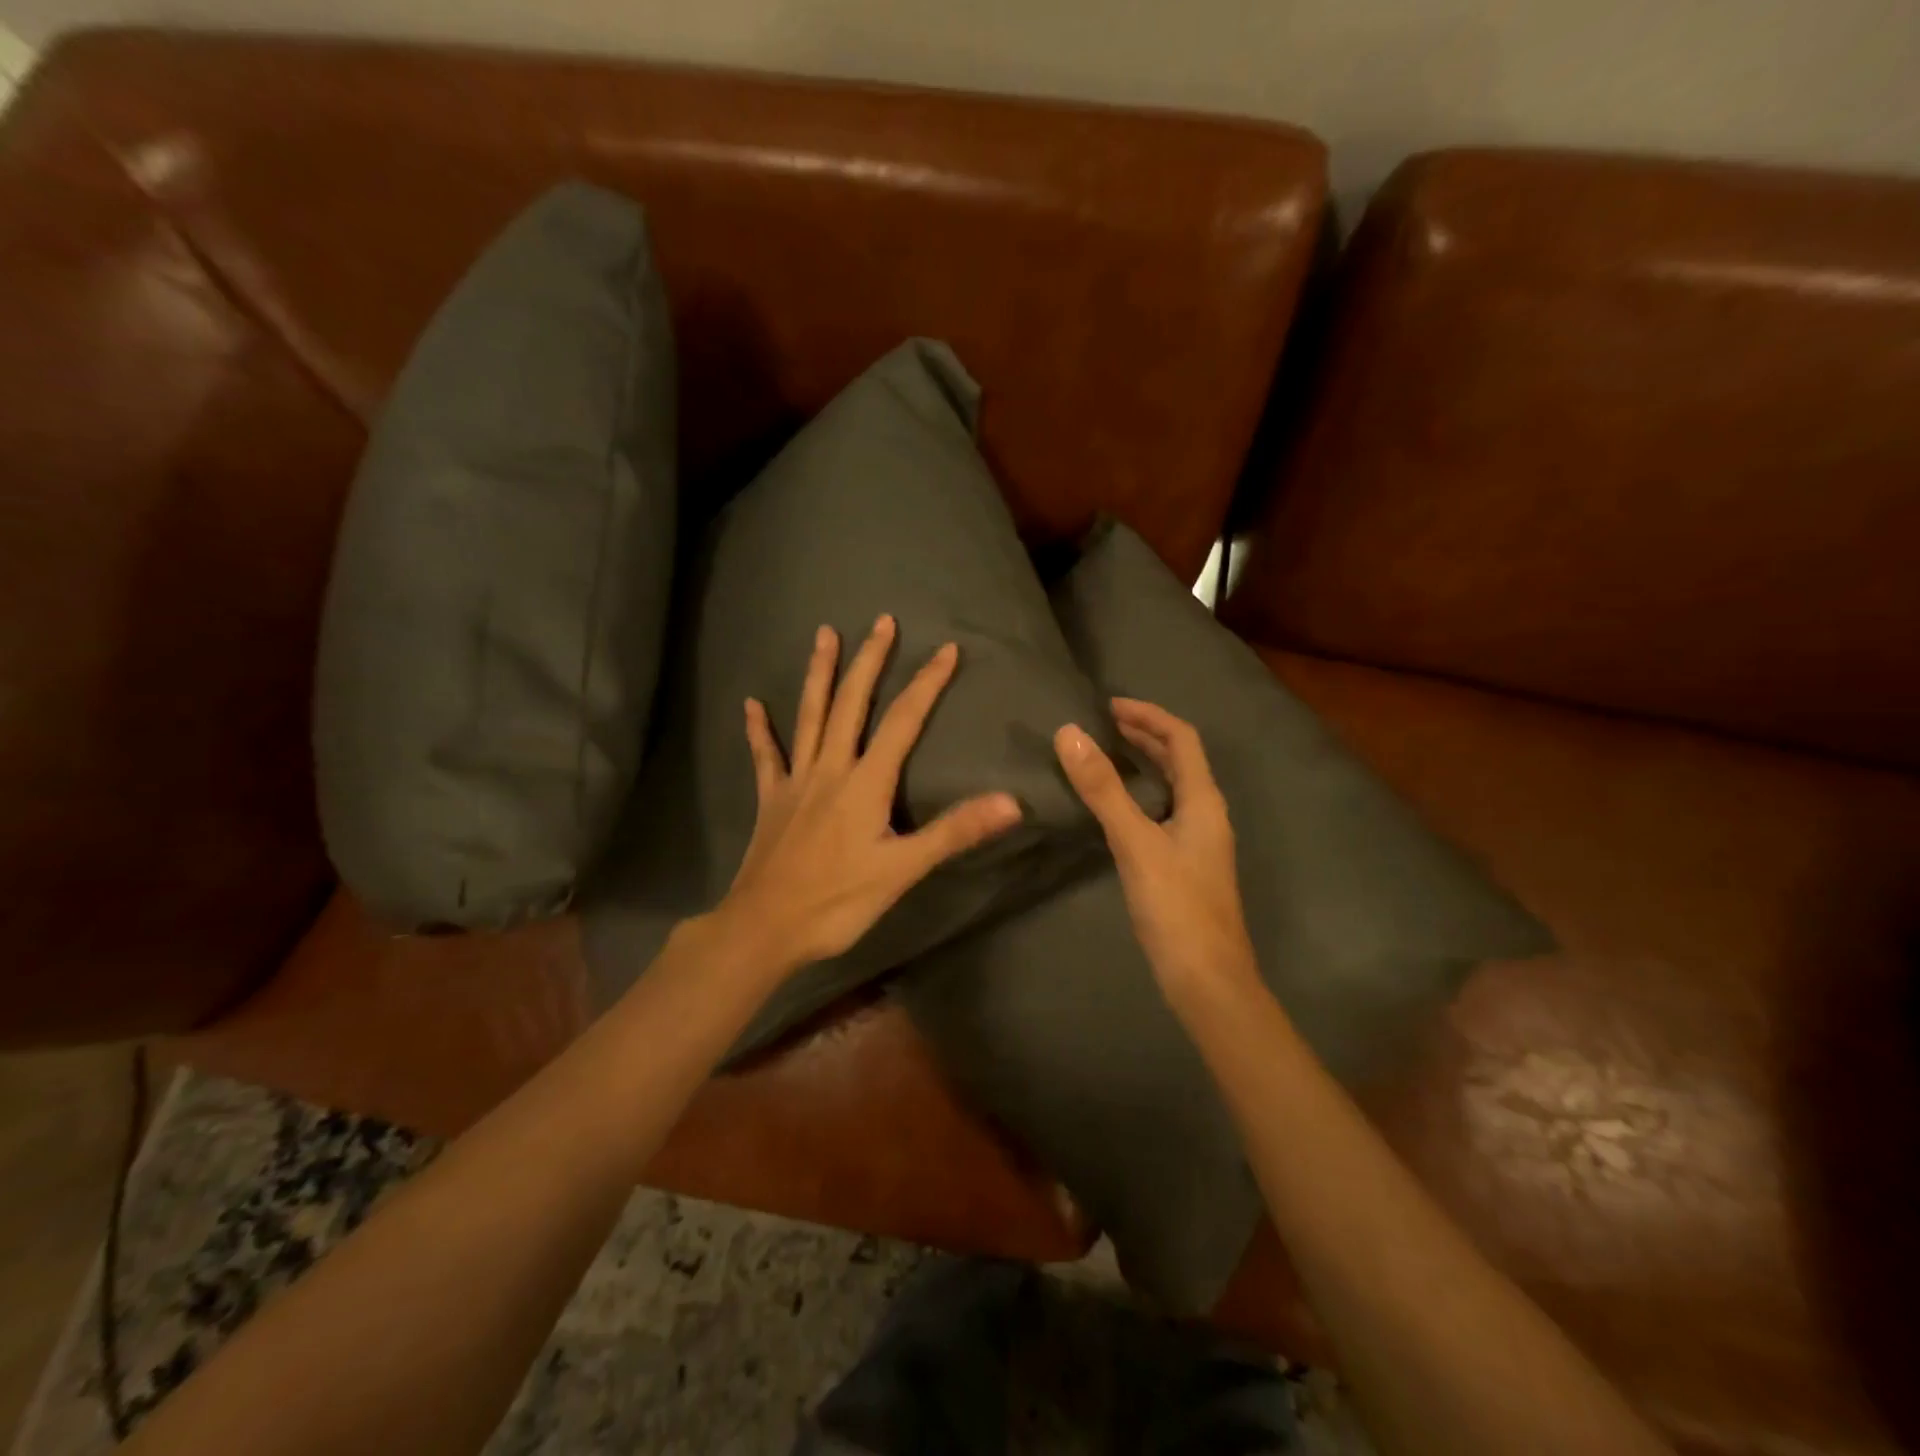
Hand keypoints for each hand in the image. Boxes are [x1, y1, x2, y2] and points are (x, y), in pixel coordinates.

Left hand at [718, 614, 1023, 976]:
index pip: (902, 722)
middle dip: (869, 661)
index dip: (926, 684)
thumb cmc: (837, 901)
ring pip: (808, 717)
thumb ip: (954, 832)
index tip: (946, 649)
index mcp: (865, 782)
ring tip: (824, 635)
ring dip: (819, 674)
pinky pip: (765, 757)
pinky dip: (759, 730)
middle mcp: (830, 769)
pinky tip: (751, 705)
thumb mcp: (903, 870)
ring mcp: (796, 781)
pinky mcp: (771, 800)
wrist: (765, 927)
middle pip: (851, 704)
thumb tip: (1011, 802)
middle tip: (881, 621)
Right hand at [1054, 700, 1259, 1005]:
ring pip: (1172, 787)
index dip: (1149, 715)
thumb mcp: (1135, 842)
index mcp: (1204, 801)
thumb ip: (1103, 790)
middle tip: (1103, 725)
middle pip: (1180, 760)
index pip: (1182, 739)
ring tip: (1105, 754)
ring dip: (1144, 764)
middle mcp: (1206, 814)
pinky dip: (1139, 795)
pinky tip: (1115, 809)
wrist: (1206, 980)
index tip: (1109, 706)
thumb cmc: (1176, 907)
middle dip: (1145, 736)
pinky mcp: (1184, 865)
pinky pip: (1162, 812)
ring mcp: (1197, 842)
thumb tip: (1070, 733)